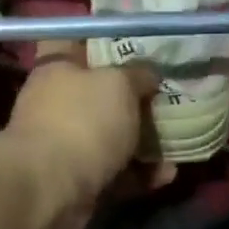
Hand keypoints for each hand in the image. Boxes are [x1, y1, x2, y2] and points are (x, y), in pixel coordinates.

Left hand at [4, 42, 162, 228]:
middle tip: (169, 97)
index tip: (135, 44)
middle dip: (135, 98)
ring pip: (112, 136)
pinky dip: (139, 173)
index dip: (102, 39)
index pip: (75, 41)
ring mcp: (66, 144)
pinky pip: (115, 172)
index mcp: (57, 68)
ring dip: (144, 141)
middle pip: (100, 94)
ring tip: (177, 141)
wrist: (51, 189)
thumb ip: (138, 74)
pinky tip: (167, 175)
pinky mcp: (78, 180)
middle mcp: (57, 103)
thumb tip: (149, 75)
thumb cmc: (83, 121)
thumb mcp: (119, 84)